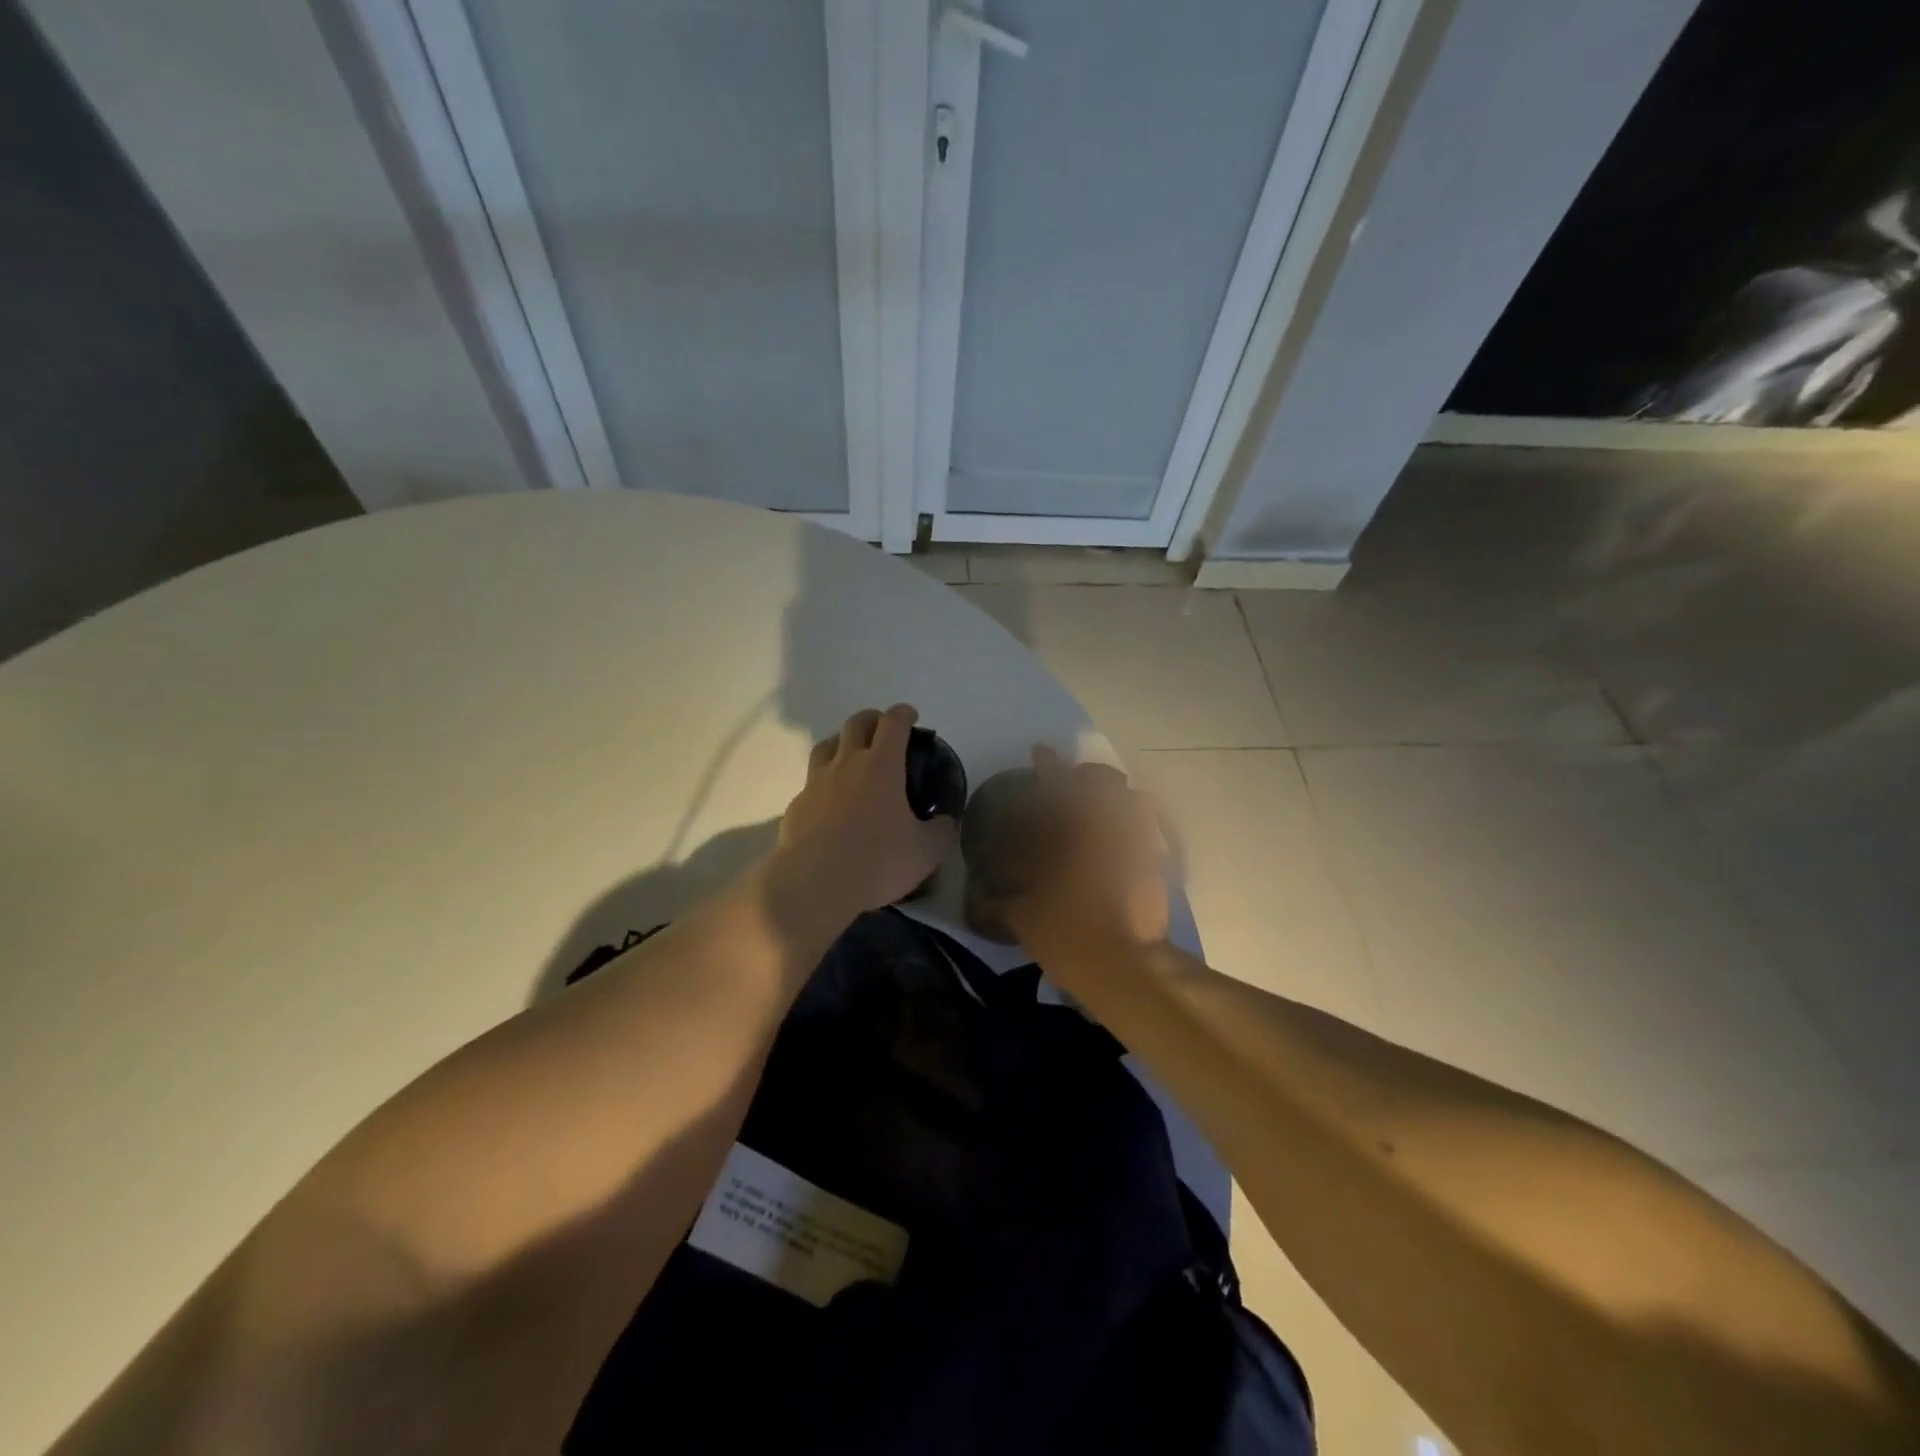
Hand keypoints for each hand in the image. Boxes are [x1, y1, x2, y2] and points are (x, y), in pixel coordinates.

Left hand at [775, 705, 958, 918]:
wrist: (815, 883)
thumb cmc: (878, 861)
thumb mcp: (926, 851)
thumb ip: (941, 830)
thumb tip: (945, 821)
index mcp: (882, 765)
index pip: (893, 723)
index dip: (904, 714)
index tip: (911, 716)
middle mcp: (847, 763)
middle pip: (857, 723)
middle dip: (873, 719)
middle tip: (883, 730)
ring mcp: (816, 782)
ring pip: (827, 745)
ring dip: (843, 742)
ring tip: (853, 756)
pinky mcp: (797, 805)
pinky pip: (812, 781)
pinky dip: (825, 781)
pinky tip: (831, 801)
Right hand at [995, 746, 1170, 977]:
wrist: (1129, 966)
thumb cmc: (1070, 935)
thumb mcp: (1024, 920)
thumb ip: (1002, 904)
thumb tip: (982, 898)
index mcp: (1071, 834)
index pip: (1056, 785)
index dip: (1047, 764)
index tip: (1040, 750)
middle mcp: (1107, 829)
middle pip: (1105, 782)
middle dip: (1090, 775)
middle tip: (1077, 781)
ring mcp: (1138, 845)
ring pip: (1135, 802)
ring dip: (1119, 798)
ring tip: (1107, 809)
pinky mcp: (1158, 866)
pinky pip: (1150, 835)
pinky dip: (1138, 832)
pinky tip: (1126, 847)